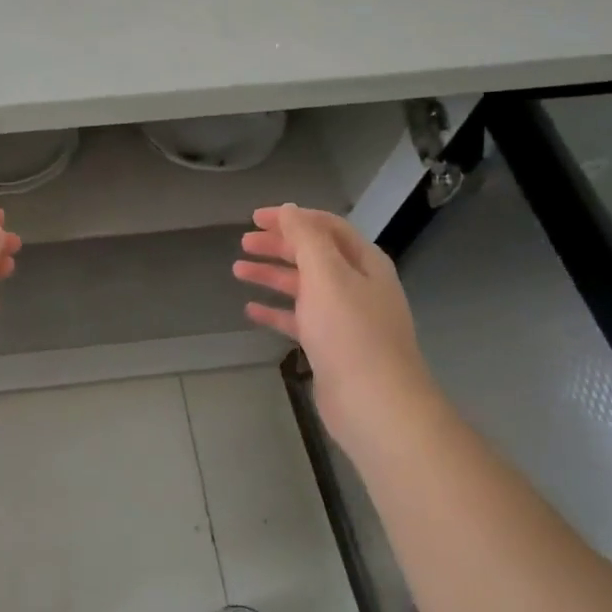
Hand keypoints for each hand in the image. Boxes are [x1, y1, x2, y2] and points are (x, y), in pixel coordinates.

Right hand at [233, 204, 440, 435]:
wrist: (373, 402)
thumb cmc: (349, 331)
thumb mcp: (326, 274)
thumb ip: (306, 238)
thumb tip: (291, 209)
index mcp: (363, 262)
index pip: (326, 227)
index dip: (292, 217)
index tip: (255, 217)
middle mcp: (357, 285)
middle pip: (313, 255)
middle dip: (279, 245)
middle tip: (244, 243)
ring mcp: (344, 317)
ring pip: (303, 287)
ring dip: (272, 275)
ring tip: (238, 271)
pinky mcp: (330, 346)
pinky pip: (299, 319)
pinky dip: (276, 311)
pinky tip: (251, 310)